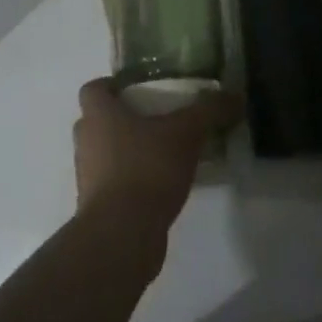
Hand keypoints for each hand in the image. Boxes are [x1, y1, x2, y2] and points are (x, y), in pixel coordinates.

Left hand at [73, 78, 239, 235]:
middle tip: (157, 120)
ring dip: (128, 152)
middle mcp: (86, 141)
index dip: (111, 86)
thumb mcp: (186, 133)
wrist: (122, 235)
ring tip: (164, 154)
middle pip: (98, 121)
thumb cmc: (146, 169)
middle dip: (124, 119)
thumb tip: (235, 95)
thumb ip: (209, 111)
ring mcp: (88, 176)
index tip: (137, 90)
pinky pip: (114, 184)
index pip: (92, 89)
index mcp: (98, 114)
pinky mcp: (97, 207)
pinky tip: (161, 187)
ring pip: (105, 153)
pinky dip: (132, 182)